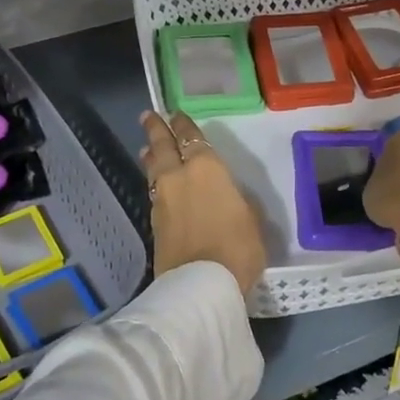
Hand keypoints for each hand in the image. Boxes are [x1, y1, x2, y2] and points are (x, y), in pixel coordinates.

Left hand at [139, 111, 266, 293]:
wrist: (200, 284)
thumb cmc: (237, 247)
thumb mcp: (251, 218)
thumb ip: (235, 199)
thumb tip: (224, 195)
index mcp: (206, 168)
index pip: (192, 138)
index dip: (184, 125)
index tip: (176, 114)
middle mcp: (178, 177)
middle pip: (163, 147)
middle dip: (156, 130)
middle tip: (149, 116)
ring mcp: (162, 200)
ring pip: (154, 170)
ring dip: (151, 157)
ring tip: (147, 149)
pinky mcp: (154, 223)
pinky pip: (153, 192)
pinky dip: (154, 183)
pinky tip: (157, 185)